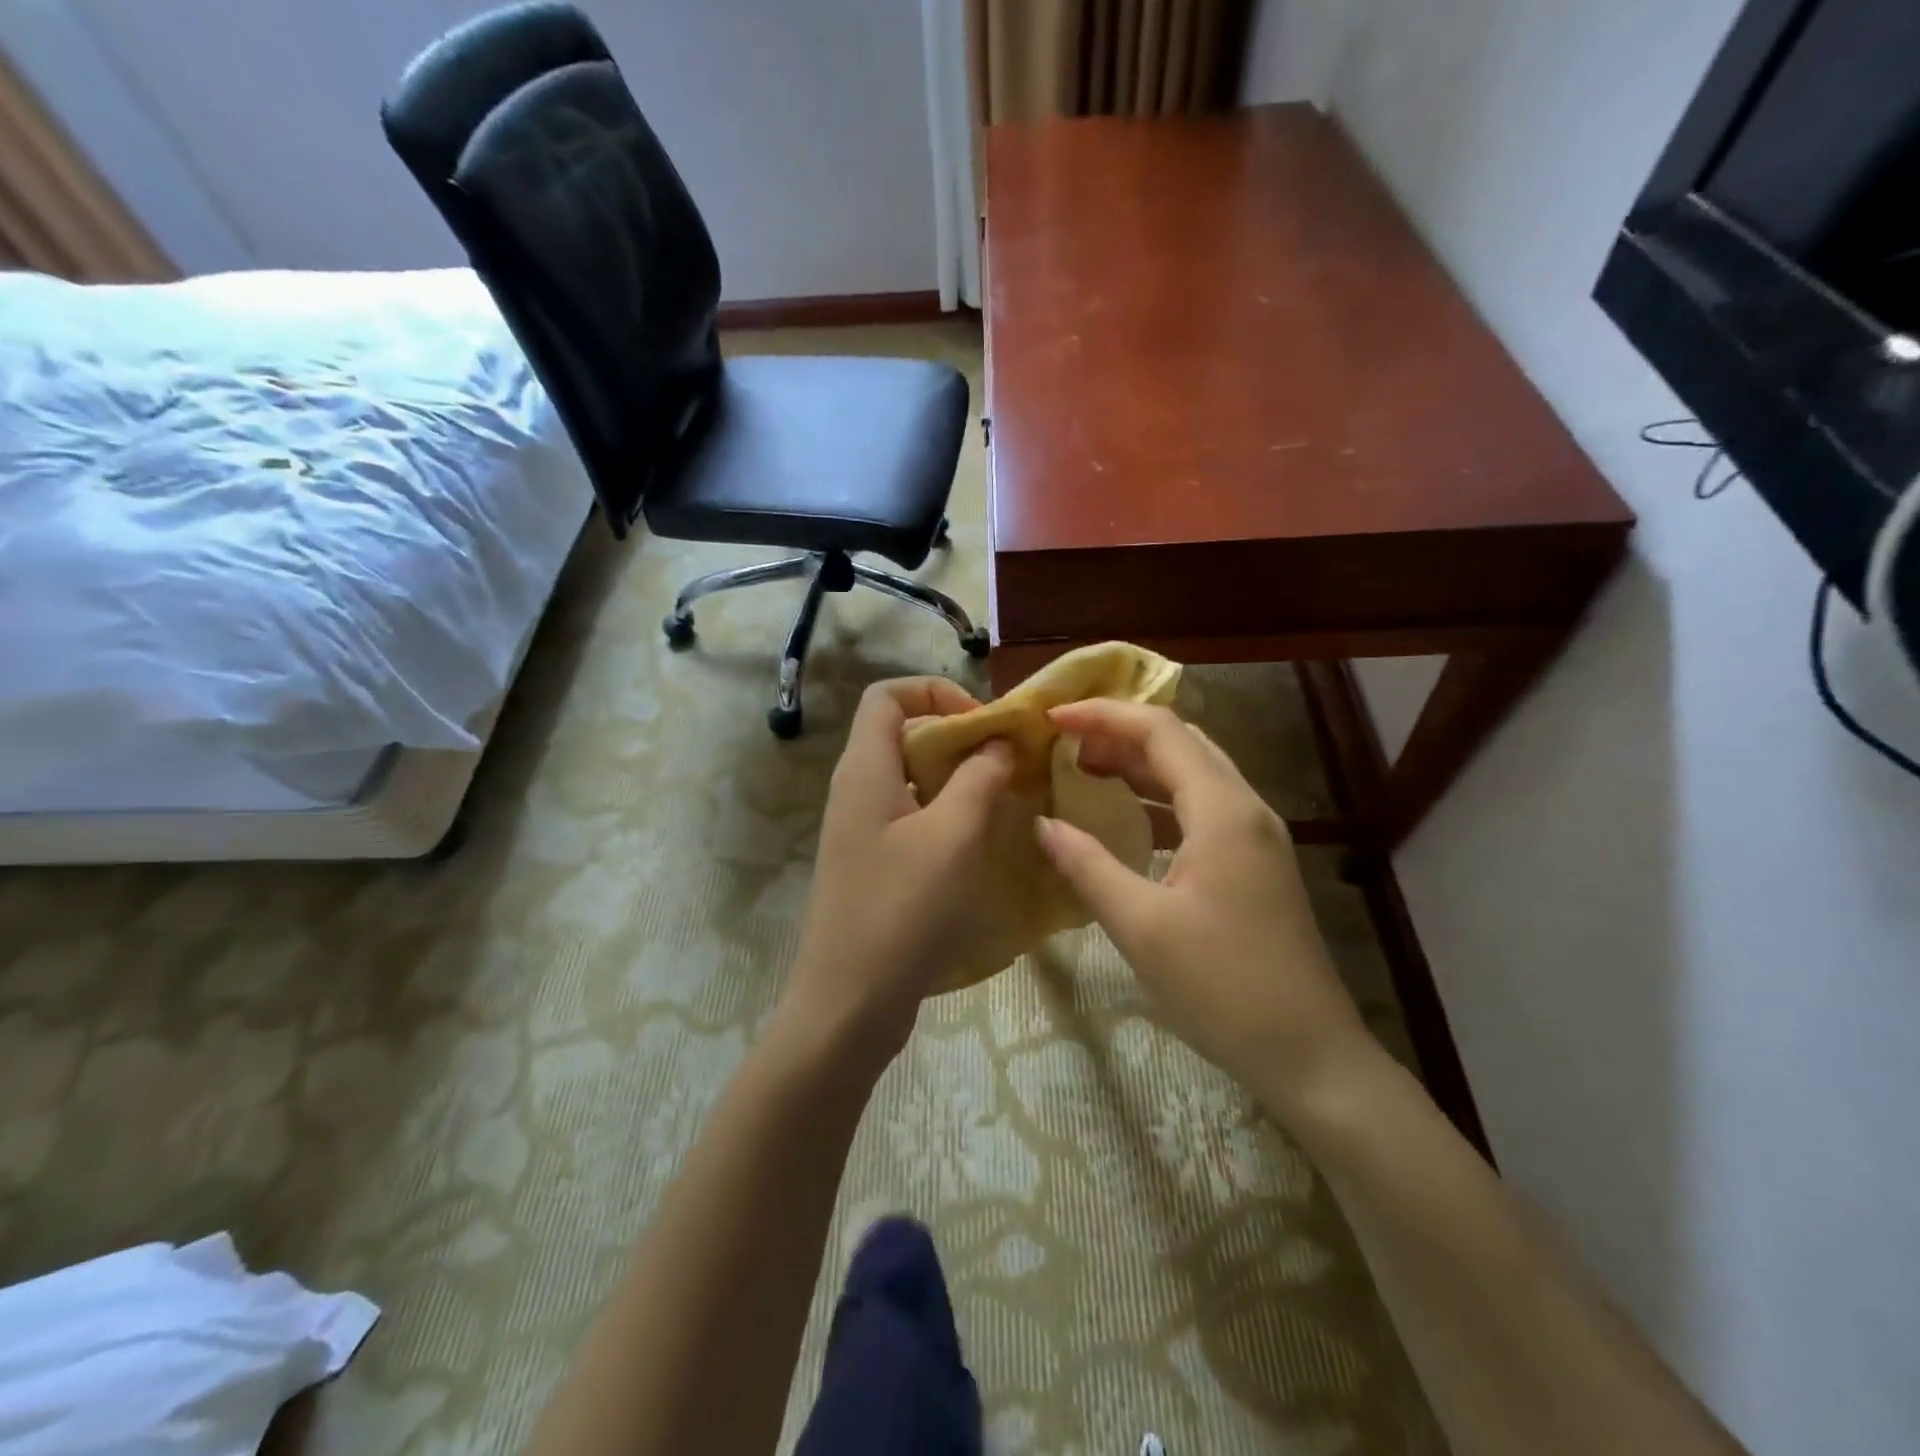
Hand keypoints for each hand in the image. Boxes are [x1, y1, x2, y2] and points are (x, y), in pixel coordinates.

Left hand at [783, 678, 1013, 1056]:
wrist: (849, 1003)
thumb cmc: (902, 909)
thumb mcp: (952, 836)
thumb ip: (978, 778)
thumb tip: (996, 744)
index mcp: (865, 770)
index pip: (887, 695)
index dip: (935, 691)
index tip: (983, 723)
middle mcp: (856, 790)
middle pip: (902, 734)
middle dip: (957, 737)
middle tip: (1005, 762)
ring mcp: (860, 830)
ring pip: (910, 778)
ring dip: (956, 779)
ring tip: (1003, 799)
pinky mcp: (871, 864)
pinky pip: (910, 818)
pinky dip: (945, 815)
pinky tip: (980, 842)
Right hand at [1035, 700, 1374, 1116]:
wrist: (1309, 1054)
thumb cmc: (1221, 987)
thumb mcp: (1141, 926)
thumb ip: (1087, 866)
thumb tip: (1042, 824)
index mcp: (1223, 810)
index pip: (1160, 731)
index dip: (1103, 715)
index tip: (1051, 718)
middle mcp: (1246, 808)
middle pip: (1181, 743)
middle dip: (1119, 733)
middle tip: (1064, 744)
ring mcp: (1256, 836)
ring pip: (1193, 773)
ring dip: (1139, 764)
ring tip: (1084, 771)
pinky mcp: (1255, 862)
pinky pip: (1202, 807)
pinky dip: (1158, 798)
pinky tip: (1126, 818)